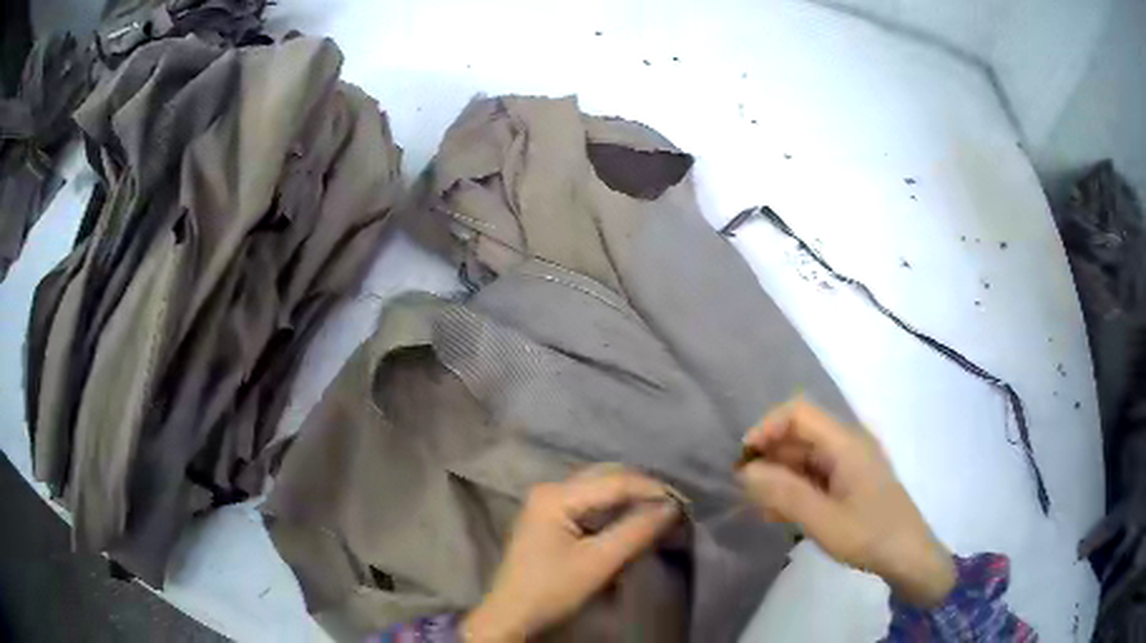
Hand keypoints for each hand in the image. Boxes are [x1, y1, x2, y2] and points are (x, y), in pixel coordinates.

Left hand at [462, 466, 680, 641]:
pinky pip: (591, 503)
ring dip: (631, 499)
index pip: (615, 481)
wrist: (513, 616)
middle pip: (607, 478)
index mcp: (556, 495)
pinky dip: (616, 510)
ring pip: (600, 489)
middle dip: (643, 490)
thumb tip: (672, 507)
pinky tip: (634, 520)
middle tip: (675, 507)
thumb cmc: (551, 590)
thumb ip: (636, 531)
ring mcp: (548, 503)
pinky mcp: (552, 519)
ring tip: (660, 512)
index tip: (685, 504)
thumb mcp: (598, 563)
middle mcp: (550, 489)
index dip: (653, 490)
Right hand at [736, 399, 956, 606]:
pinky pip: (816, 475)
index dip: (767, 428)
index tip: (744, 460)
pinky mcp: (851, 481)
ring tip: (759, 506)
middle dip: (769, 457)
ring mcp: (850, 463)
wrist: (907, 555)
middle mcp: (847, 444)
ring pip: (805, 457)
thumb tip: (746, 471)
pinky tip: (779, 514)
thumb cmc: (868, 534)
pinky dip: (795, 488)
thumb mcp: (821, 519)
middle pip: (800, 435)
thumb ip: (783, 493)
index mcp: (845, 442)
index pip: (798, 413)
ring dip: (779, 476)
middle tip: (746, 490)